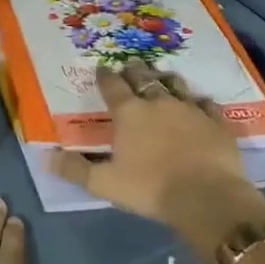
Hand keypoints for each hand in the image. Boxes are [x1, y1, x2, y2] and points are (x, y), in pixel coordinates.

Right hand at [48, 60, 264, 258]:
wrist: (208, 198)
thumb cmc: (150, 188)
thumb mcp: (104, 183)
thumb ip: (75, 169)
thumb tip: (48, 158)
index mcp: (128, 112)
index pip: (112, 85)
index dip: (105, 75)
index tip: (101, 68)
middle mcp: (158, 102)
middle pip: (143, 77)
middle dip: (134, 70)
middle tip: (130, 65)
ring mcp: (190, 109)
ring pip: (175, 84)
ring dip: (166, 80)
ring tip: (162, 78)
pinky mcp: (216, 122)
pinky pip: (207, 104)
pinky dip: (199, 102)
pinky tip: (199, 105)